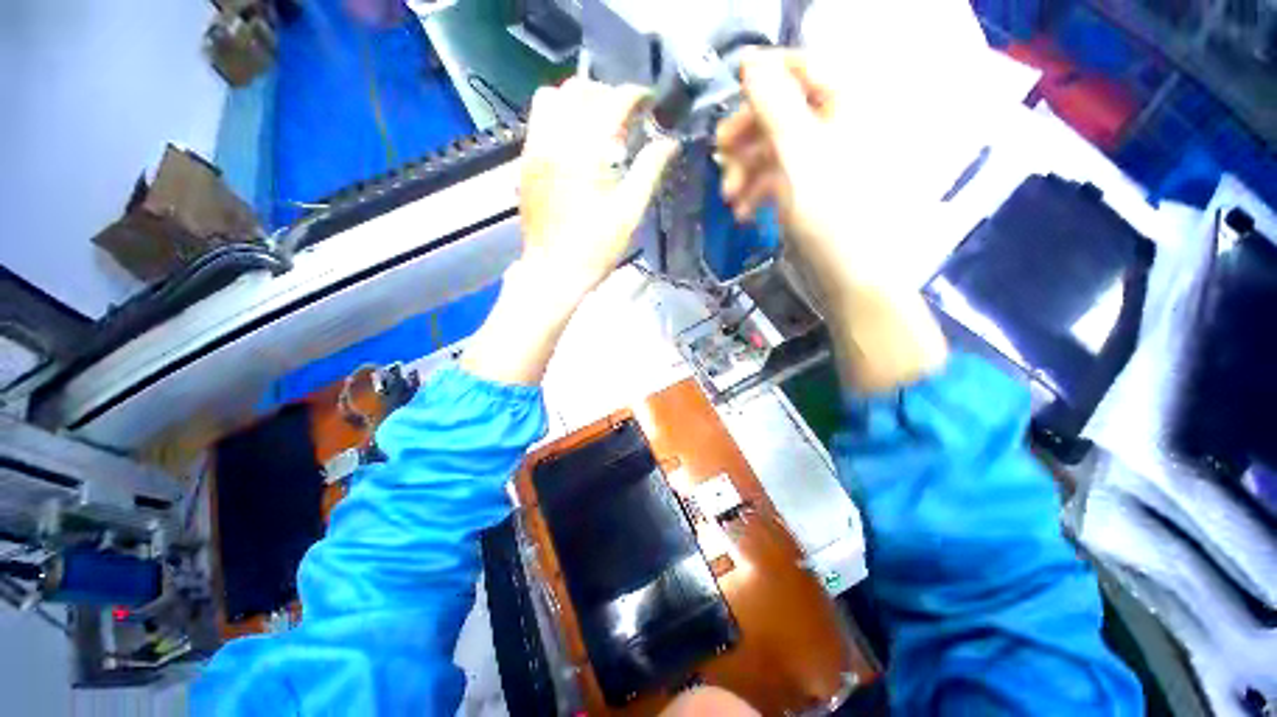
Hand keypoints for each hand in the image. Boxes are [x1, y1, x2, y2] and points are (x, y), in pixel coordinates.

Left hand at [519, 79, 678, 294]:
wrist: (553, 272)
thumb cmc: (595, 248)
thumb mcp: (629, 212)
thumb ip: (649, 171)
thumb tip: (670, 142)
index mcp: (585, 152)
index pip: (612, 101)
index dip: (636, 95)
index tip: (650, 103)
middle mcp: (555, 140)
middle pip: (580, 90)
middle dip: (607, 94)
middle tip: (626, 117)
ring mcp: (535, 149)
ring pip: (552, 97)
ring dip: (578, 101)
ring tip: (597, 124)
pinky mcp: (525, 163)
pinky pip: (538, 121)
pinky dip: (559, 117)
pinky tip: (575, 143)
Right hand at [715, 50, 946, 390]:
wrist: (851, 277)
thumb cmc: (832, 216)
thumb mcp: (799, 157)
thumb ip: (774, 106)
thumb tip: (749, 63)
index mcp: (846, 104)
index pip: (802, 66)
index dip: (764, 75)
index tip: (728, 91)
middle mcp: (836, 125)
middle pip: (780, 111)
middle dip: (746, 137)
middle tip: (719, 158)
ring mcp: (821, 161)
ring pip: (772, 149)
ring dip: (744, 171)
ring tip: (730, 199)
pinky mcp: (809, 190)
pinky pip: (776, 178)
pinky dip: (756, 192)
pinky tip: (743, 212)